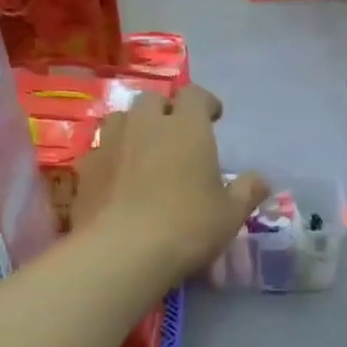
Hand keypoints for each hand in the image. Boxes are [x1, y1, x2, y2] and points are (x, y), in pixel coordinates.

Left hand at [72, 84, 268, 278]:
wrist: (122, 252)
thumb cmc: (188, 226)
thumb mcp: (231, 214)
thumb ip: (248, 191)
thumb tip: (260, 180)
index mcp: (187, 128)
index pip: (195, 95)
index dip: (205, 102)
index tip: (214, 116)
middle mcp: (145, 124)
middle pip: (153, 101)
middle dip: (166, 111)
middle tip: (177, 135)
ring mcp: (110, 144)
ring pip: (121, 119)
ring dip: (135, 129)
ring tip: (145, 152)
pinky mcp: (85, 169)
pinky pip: (100, 151)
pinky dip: (112, 158)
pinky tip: (119, 181)